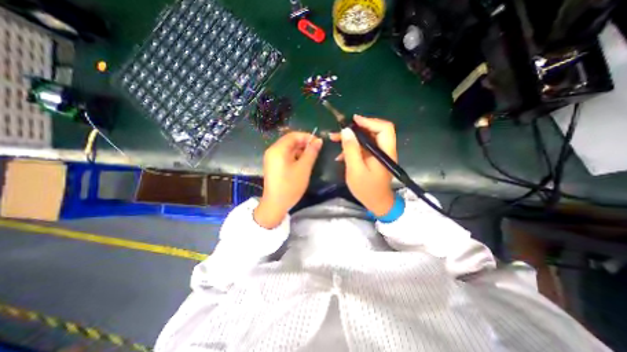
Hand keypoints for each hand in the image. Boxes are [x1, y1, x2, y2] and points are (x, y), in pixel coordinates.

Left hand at [254, 130, 322, 227]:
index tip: (318, 142)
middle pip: (290, 141)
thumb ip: (311, 152)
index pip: (293, 135)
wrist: (276, 204)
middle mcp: (272, 150)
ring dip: (300, 150)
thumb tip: (318, 140)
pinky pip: (285, 155)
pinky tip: (302, 162)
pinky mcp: (273, 165)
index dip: (307, 137)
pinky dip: (294, 156)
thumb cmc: (291, 185)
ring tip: (311, 157)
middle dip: (304, 143)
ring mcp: (271, 158)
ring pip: (288, 148)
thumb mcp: (304, 168)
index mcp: (278, 149)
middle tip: (316, 150)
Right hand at [328, 116, 395, 215]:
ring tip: (335, 139)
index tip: (353, 120)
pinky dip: (352, 148)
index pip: (384, 128)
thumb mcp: (355, 169)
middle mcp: (384, 150)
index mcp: (385, 152)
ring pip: (366, 139)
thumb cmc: (367, 189)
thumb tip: (346, 130)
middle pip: (374, 131)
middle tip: (339, 131)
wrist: (376, 203)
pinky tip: (341, 155)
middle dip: (355, 129)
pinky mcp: (373, 158)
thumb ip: (351, 150)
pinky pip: (363, 148)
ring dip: (351, 138)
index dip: (369, 121)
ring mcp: (379, 154)